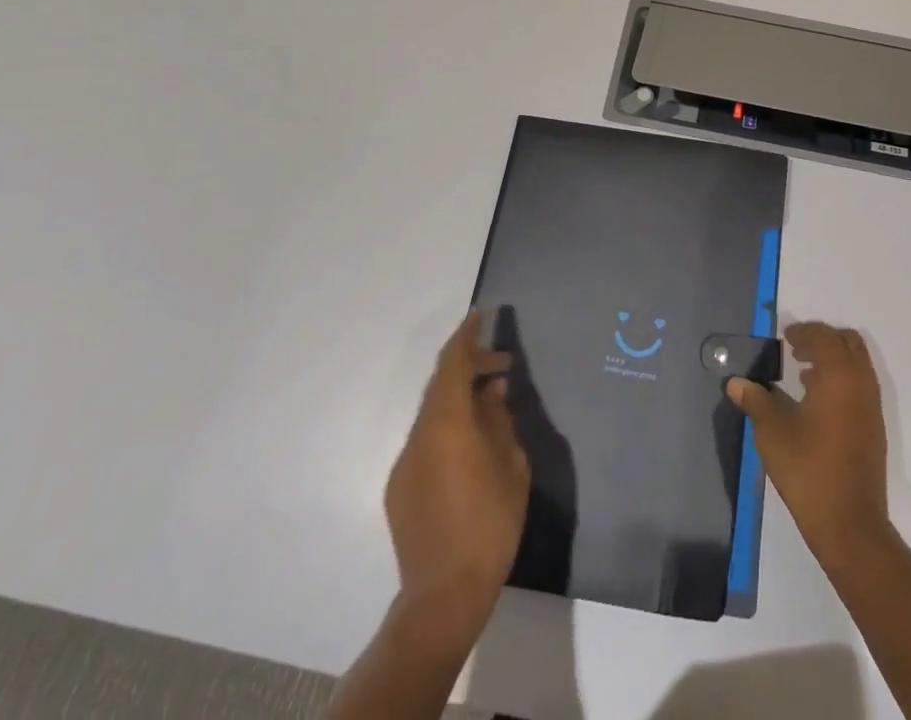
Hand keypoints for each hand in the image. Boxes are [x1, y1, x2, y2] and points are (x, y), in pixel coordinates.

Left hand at [384, 311, 530, 638]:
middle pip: (441, 385)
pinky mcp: (399, 490)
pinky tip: (471, 448)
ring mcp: (404, 464)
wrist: (444, 596)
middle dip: (470, 368)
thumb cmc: (489, 524)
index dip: (466, 336)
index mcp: (446, 424)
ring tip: (491, 407)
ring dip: (460, 400)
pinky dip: (448, 428)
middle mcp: (418, 436)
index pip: (452, 363)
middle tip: (503, 368)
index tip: (481, 315)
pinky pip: (426, 441)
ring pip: (433, 414)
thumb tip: (491, 391)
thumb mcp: (510, 465)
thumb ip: (499, 420)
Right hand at [727, 320, 890, 564]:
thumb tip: (736, 383)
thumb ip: (755, 400)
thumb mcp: (772, 432)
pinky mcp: (874, 429)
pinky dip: (841, 381)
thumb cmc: (808, 469)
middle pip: (848, 343)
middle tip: (795, 350)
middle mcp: (861, 383)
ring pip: (857, 365)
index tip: (785, 337)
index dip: (804, 331)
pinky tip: (816, 404)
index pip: (825, 336)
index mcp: (839, 375)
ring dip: (833, 361)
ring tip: (802, 375)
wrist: (850, 524)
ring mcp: (872, 407)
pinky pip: (860, 387)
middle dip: (823, 340)